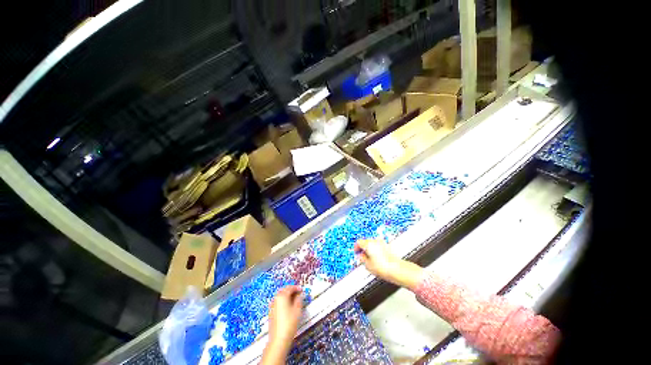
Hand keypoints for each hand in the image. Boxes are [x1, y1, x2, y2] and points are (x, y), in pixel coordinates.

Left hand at [263, 285, 302, 363]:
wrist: (279, 339)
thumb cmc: (289, 323)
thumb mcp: (297, 309)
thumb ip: (299, 299)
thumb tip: (299, 295)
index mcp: (282, 296)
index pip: (290, 288)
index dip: (297, 288)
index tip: (301, 290)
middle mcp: (276, 299)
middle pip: (284, 291)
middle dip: (291, 290)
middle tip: (298, 293)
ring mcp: (272, 306)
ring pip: (280, 296)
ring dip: (287, 296)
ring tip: (294, 300)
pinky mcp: (271, 312)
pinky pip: (278, 302)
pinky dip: (283, 301)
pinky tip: (288, 307)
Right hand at [354, 239, 422, 289]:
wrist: (397, 270)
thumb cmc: (383, 268)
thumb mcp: (367, 265)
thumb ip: (362, 259)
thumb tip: (361, 256)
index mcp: (368, 244)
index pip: (358, 242)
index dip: (356, 248)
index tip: (356, 252)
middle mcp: (375, 241)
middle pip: (366, 242)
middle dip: (363, 248)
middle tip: (362, 256)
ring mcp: (382, 243)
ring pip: (372, 244)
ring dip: (370, 249)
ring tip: (370, 259)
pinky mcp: (388, 246)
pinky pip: (379, 246)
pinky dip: (376, 250)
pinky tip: (377, 259)